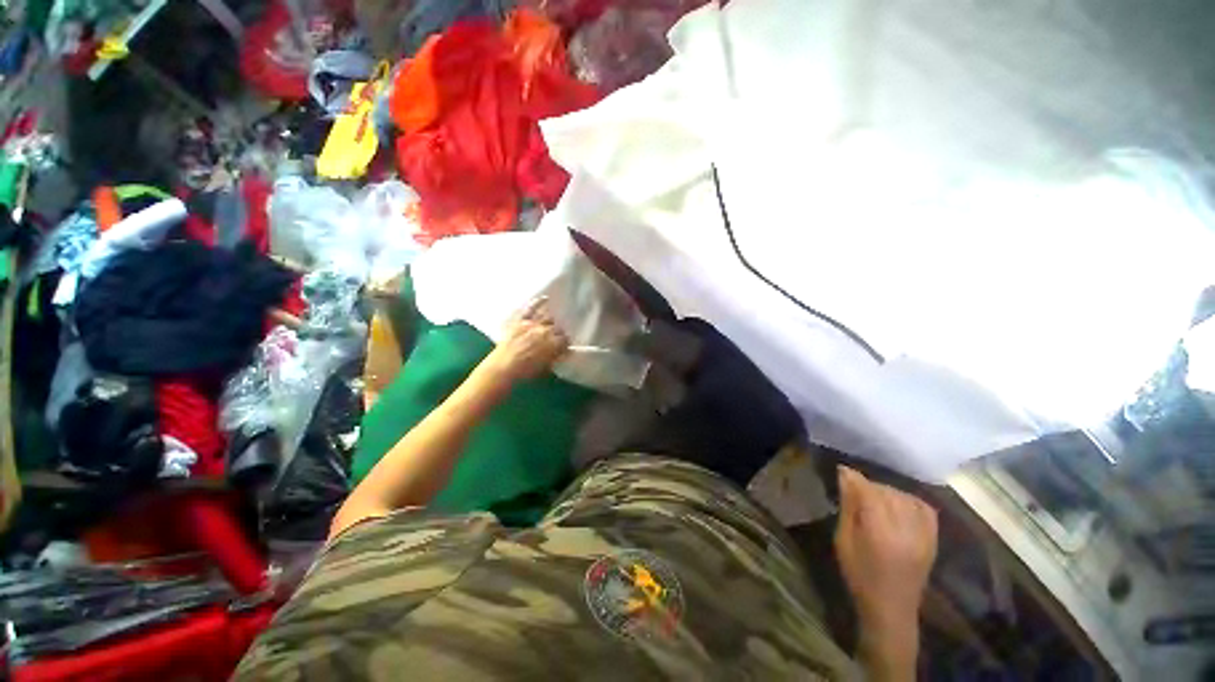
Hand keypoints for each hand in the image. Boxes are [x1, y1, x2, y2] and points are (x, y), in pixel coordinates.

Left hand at [482, 297, 568, 384]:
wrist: (502, 368)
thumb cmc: (525, 372)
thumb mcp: (545, 368)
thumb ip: (555, 358)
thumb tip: (562, 353)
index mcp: (553, 344)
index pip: (565, 340)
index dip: (564, 344)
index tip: (563, 347)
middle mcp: (545, 331)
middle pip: (557, 328)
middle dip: (558, 334)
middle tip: (555, 339)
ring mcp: (532, 324)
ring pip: (547, 318)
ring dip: (550, 323)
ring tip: (549, 327)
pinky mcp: (520, 321)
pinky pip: (531, 308)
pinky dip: (538, 303)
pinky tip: (545, 299)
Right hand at [835, 467, 937, 634]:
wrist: (891, 609)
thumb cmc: (859, 576)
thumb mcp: (843, 541)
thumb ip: (847, 507)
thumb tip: (845, 476)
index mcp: (880, 533)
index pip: (870, 493)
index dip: (855, 478)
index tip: (842, 470)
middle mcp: (906, 531)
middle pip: (888, 493)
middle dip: (869, 486)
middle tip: (854, 489)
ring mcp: (924, 536)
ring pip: (906, 498)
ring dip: (887, 492)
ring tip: (874, 498)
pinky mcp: (933, 540)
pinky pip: (925, 509)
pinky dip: (910, 500)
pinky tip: (898, 503)